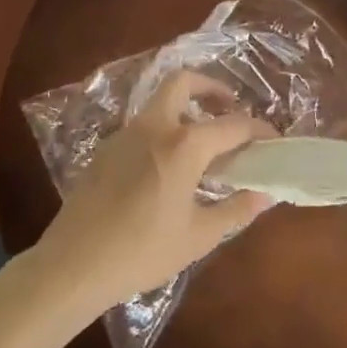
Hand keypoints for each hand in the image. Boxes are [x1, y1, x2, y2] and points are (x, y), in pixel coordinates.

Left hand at [38, 71, 274, 310]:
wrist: (72, 265)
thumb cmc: (142, 251)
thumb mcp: (199, 236)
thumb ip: (236, 210)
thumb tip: (265, 195)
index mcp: (184, 144)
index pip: (233, 125)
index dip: (259, 129)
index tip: (273, 139)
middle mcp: (155, 127)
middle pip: (183, 82)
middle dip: (210, 87)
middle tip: (228, 107)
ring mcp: (125, 134)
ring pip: (159, 102)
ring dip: (184, 108)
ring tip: (201, 142)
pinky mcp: (105, 149)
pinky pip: (142, 126)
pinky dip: (162, 130)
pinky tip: (166, 167)